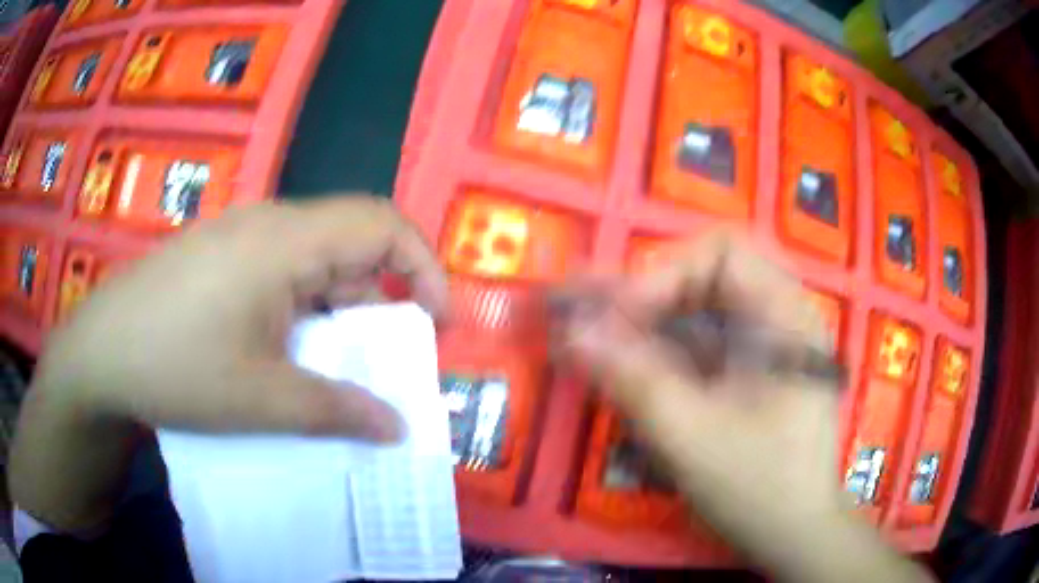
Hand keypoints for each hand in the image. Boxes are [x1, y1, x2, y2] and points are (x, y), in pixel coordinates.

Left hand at [10, 196, 448, 528]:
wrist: (97, 355)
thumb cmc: (175, 367)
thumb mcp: (261, 399)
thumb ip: (336, 411)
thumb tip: (397, 428)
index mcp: (283, 241)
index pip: (380, 223)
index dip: (423, 267)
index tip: (437, 323)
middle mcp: (265, 226)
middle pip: (348, 243)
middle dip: (381, 299)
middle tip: (386, 359)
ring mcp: (238, 240)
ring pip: (312, 263)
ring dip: (337, 311)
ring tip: (336, 367)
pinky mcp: (218, 260)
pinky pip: (279, 274)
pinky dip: (302, 311)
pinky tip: (286, 353)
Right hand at [555, 233, 929, 582]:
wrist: (794, 532)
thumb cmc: (760, 489)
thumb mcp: (693, 438)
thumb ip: (634, 380)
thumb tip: (572, 332)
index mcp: (786, 316)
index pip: (723, 252)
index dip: (665, 274)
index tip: (621, 320)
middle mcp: (778, 314)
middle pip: (704, 273)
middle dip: (646, 293)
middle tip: (594, 318)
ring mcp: (763, 341)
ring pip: (696, 307)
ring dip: (644, 320)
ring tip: (590, 333)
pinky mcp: (746, 368)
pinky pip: (697, 340)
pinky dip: (656, 348)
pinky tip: (622, 363)